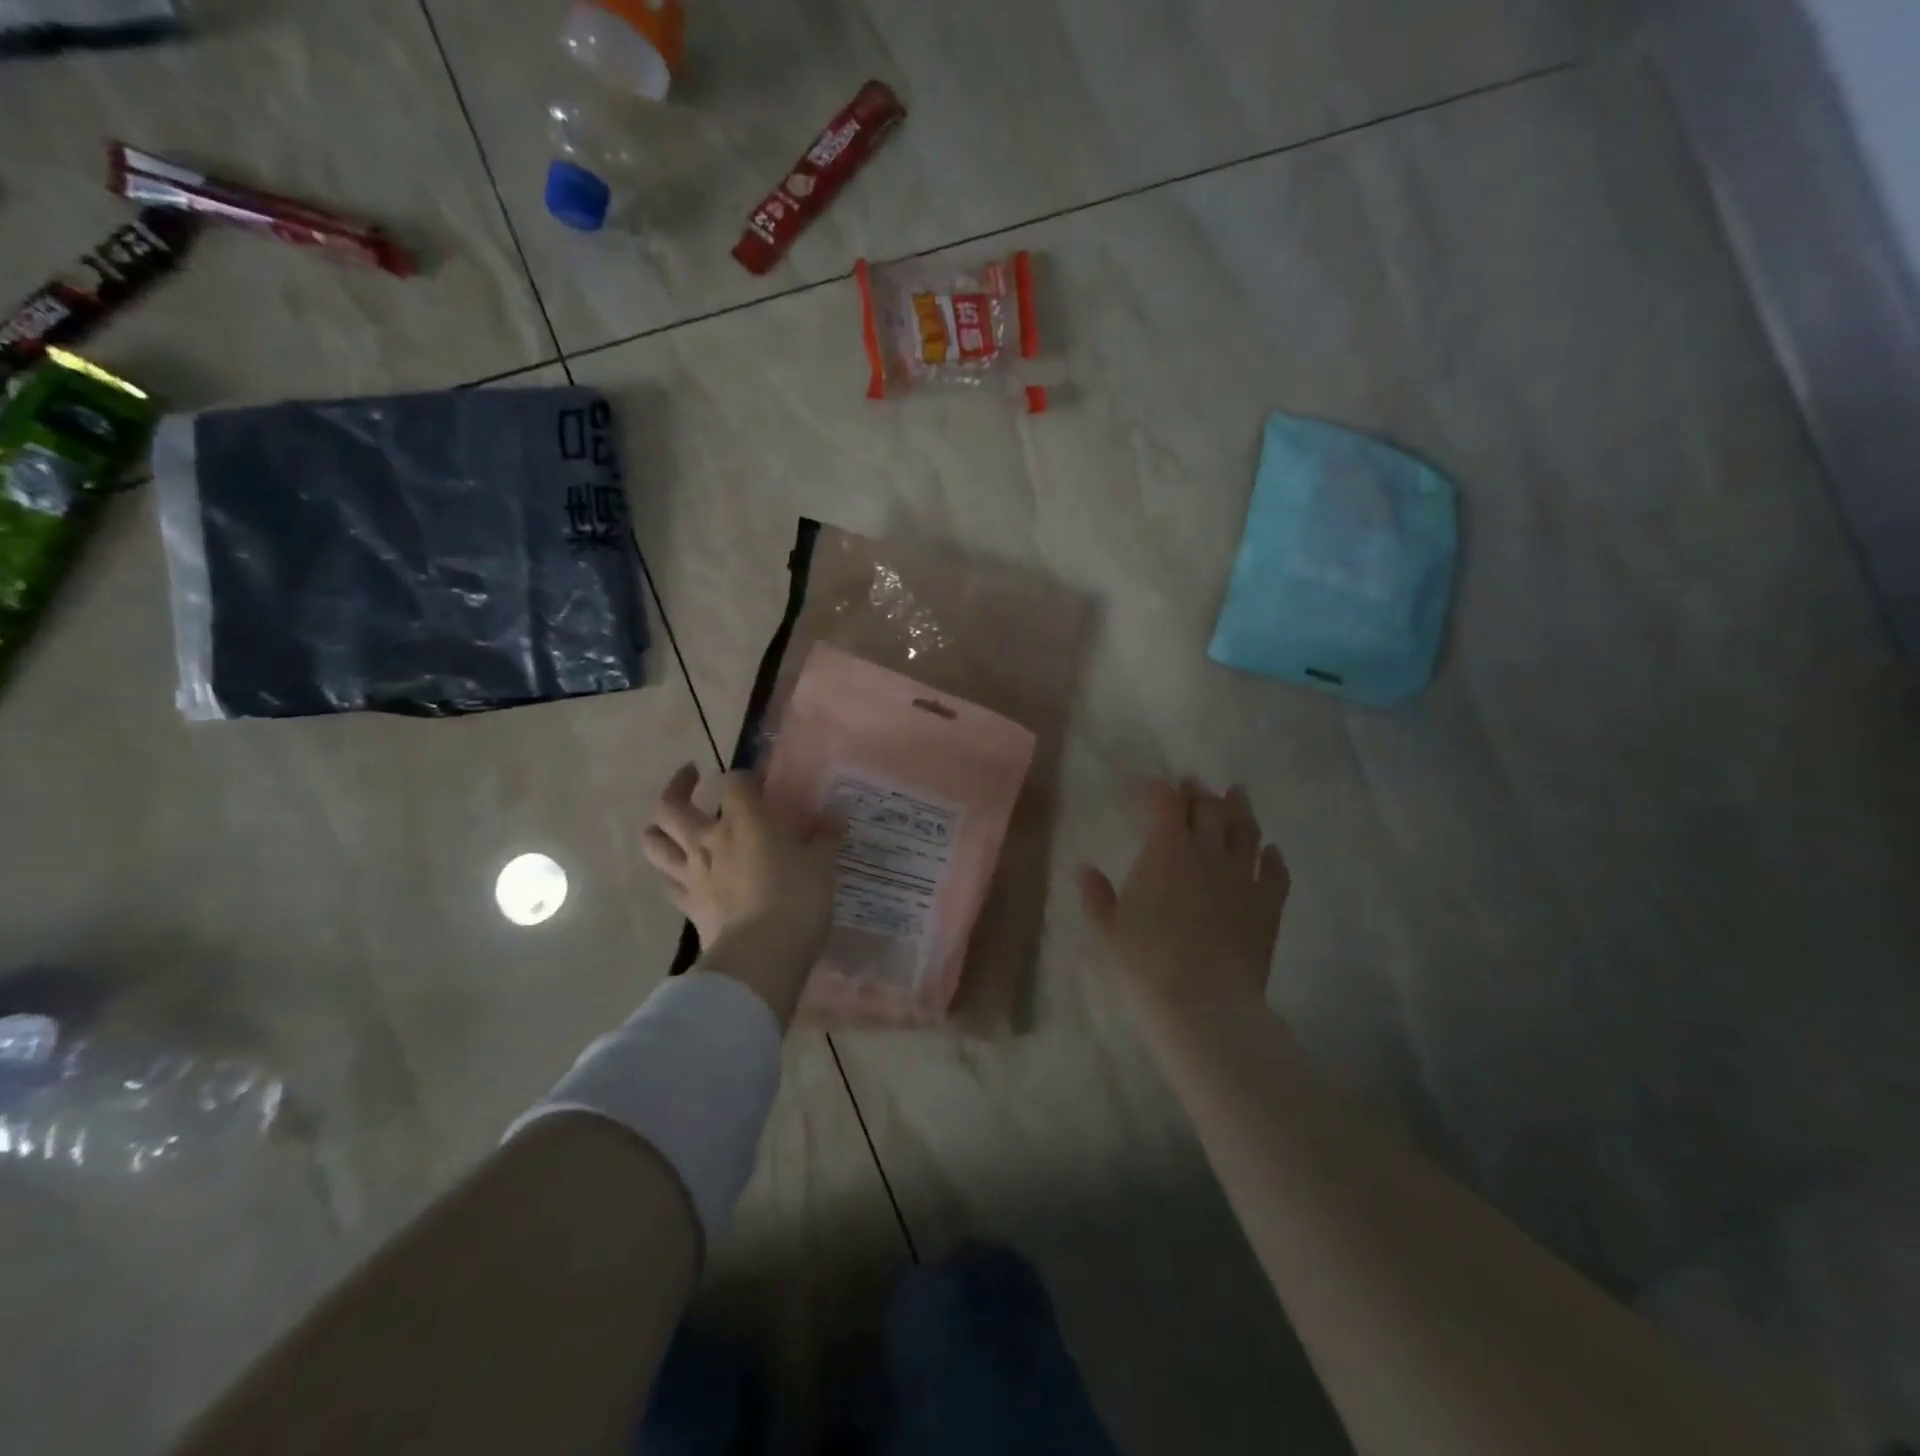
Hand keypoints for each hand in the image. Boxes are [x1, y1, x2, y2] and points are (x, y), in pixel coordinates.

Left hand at [642, 764, 844, 981]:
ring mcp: (693, 873)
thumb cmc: (797, 899)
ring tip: (669, 823)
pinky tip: (683, 872)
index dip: (746, 777)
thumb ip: (825, 837)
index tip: (759, 782)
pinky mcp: (688, 905)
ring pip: (655, 842)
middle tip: (692, 777)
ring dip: (658, 828)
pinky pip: (667, 882)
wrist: (762, 955)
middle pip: (673, 805)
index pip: (735, 782)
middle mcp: (710, 840)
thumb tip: (833, 818)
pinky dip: (671, 872)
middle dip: (678, 786)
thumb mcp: (822, 865)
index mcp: (745, 820)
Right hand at [1078, 778, 1289, 1019]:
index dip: (1159, 791)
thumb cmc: (1145, 963)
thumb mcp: (1107, 931)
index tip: (1152, 787)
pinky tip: (1271, 851)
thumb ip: (1096, 896)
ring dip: (1240, 809)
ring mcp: (1244, 878)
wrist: (1205, 1005)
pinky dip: (1273, 857)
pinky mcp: (1269, 906)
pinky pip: (1277, 872)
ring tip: (1237, 794)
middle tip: (1193, 785)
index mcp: (1166, 851)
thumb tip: (1085, 870)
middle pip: (1209, 809)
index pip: (1165, 805)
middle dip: (1198, 793)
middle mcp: (1208, 853)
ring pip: (1246, 831)